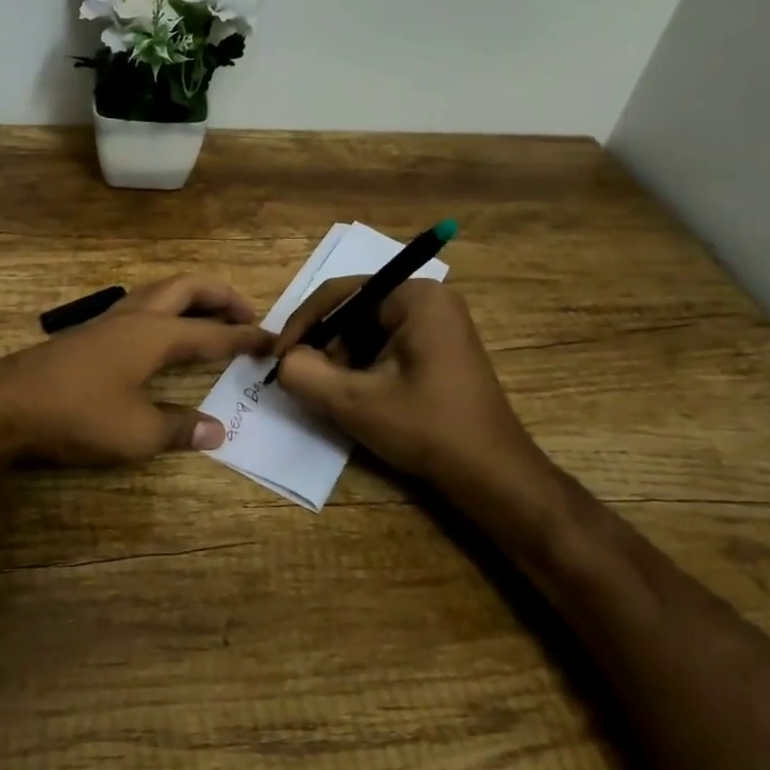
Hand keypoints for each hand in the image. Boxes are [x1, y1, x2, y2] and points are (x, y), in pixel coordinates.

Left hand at [0, 275, 273, 465]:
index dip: (246, 337)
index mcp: (155, 334)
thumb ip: (180, 428)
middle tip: (247, 314)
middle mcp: (135, 317)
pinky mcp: (88, 333)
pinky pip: (141, 307)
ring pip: (161, 292)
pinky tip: (161, 334)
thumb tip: (218, 430)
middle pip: (188, 289)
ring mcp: (108, 321)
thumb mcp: (136, 432)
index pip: (213, 332)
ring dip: (192, 298)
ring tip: (209, 317)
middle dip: (222, 296)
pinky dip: (166, 310)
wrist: (4, 404)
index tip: (273, 340)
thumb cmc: (77, 414)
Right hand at [273, 278, 553, 504]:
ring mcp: (437, 324)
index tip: (277, 358)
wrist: (492, 475)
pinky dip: (362, 368)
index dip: (302, 325)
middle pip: (353, 311)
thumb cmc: (427, 429)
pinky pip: (385, 346)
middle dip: (324, 345)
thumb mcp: (355, 402)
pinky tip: (356, 397)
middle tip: (303, 379)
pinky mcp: (438, 349)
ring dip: (341, 360)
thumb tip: (284, 360)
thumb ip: (304, 373)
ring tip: (329, 393)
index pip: (340, 294)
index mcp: (414, 296)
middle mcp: (428, 299)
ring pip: (366, 332)